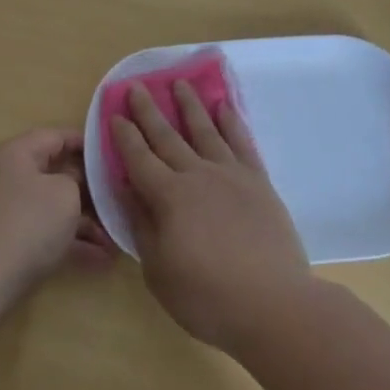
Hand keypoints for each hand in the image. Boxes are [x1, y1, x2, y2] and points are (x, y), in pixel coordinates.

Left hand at [0, 128, 115, 311]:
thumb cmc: (25, 224)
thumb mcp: (64, 194)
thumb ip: (77, 180)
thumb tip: (74, 183)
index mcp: (15, 153)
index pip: (55, 136)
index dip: (87, 144)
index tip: (115, 157)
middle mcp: (5, 176)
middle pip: (55, 174)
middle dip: (90, 190)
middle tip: (121, 200)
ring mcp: (3, 211)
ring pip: (51, 208)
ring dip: (84, 222)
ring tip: (117, 239)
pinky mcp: (4, 243)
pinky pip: (43, 234)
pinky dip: (69, 242)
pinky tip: (101, 260)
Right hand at [110, 82, 310, 351]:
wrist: (274, 305)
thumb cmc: (207, 297)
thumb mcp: (158, 270)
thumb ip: (142, 225)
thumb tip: (128, 190)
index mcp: (168, 196)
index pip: (139, 158)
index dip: (125, 136)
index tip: (115, 114)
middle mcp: (197, 175)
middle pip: (167, 136)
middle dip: (149, 111)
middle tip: (137, 86)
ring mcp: (230, 175)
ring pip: (205, 130)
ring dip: (190, 106)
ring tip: (179, 83)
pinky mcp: (258, 182)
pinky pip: (242, 143)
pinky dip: (232, 122)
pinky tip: (225, 107)